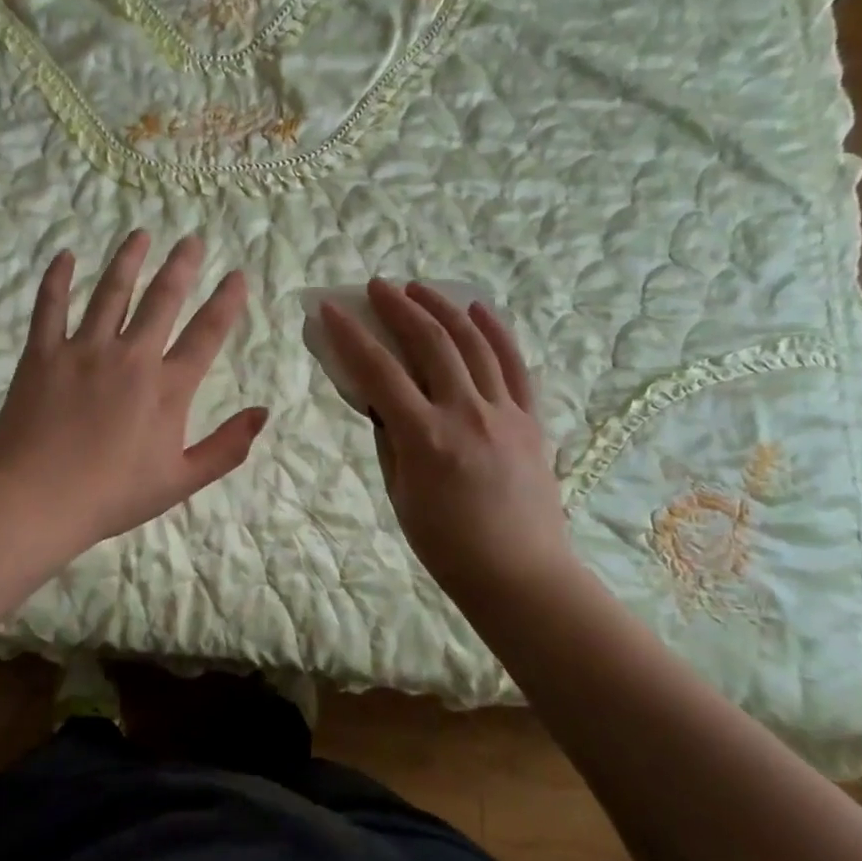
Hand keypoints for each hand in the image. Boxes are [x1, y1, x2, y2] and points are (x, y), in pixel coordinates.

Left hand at [0, 231, 267, 552]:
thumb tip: (263, 413)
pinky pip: (50, 306)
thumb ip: (226, 447)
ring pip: (111, 292)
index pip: (206, 334)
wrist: (37, 501)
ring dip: (128, 260)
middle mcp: (130, 357)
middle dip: (181, 266)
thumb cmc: (113, 496)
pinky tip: (64, 255)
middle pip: (162, 300)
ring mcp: (84, 350)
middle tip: (192, 239)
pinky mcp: (43, 354)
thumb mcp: (180, 481)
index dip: (225, 302)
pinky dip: (57, 278)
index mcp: (167, 389)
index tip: (237, 275)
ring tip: (141, 234)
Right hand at [321, 280, 575, 603]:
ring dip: (443, 308)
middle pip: (430, 343)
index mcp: (425, 438)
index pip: (378, 371)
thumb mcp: (400, 493)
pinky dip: (496, 331)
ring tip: (420, 288)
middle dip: (399, 307)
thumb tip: (381, 400)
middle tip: (377, 287)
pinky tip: (479, 308)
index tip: (330, 309)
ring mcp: (505, 413)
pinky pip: (515, 365)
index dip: (350, 335)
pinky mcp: (531, 419)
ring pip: (473, 343)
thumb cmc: (446, 545)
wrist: (519, 574)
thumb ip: (389, 439)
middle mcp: (466, 414)